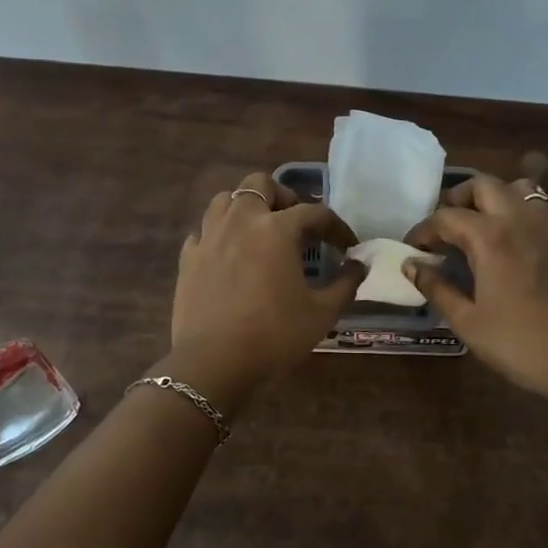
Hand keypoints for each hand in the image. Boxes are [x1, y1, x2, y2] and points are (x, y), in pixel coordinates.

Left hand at [168, 173, 363, 407]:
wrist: (214, 363)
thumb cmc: (275, 335)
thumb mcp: (323, 313)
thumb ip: (346, 283)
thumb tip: (359, 265)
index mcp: (276, 229)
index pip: (314, 212)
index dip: (336, 227)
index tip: (347, 246)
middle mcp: (240, 221)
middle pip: (260, 184)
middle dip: (282, 197)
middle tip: (296, 225)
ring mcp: (209, 237)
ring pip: (225, 200)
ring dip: (247, 208)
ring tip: (260, 232)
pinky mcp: (188, 258)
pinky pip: (204, 231)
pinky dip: (220, 235)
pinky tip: (229, 256)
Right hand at [406, 174, 547, 404]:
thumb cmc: (519, 344)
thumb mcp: (468, 322)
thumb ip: (437, 288)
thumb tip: (411, 265)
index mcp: (490, 237)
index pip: (446, 217)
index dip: (423, 230)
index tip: (412, 248)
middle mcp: (520, 219)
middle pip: (483, 185)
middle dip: (458, 199)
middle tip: (446, 227)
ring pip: (520, 188)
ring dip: (496, 197)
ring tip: (484, 224)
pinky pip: (545, 208)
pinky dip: (526, 212)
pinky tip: (519, 238)